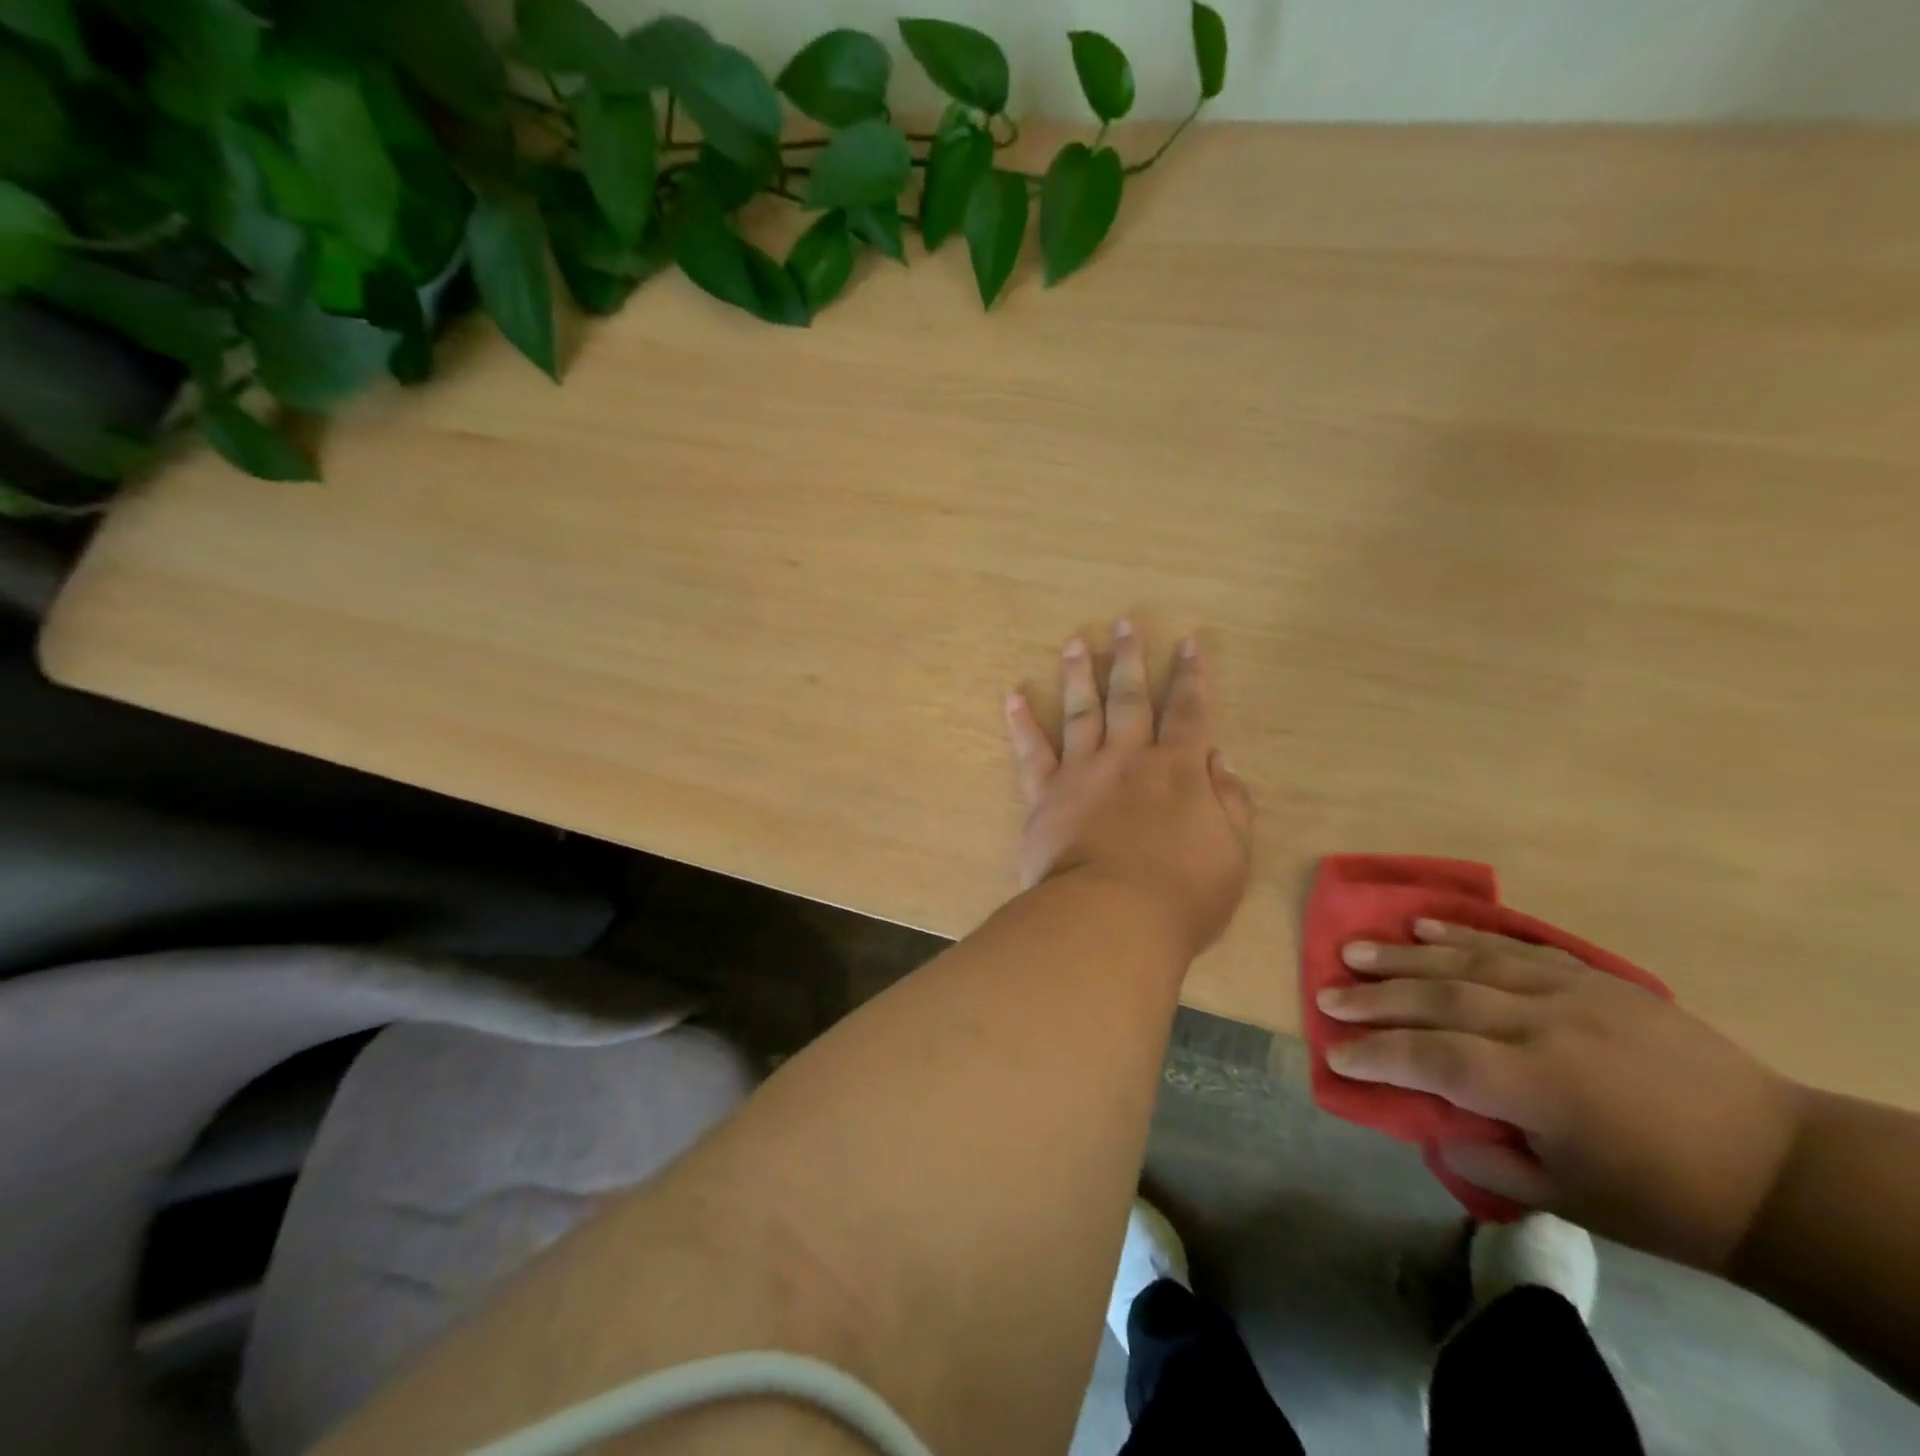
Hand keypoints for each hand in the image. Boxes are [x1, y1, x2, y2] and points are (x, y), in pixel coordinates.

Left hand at [1004, 621, 1253, 959]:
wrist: (1111, 918)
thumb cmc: (1181, 896)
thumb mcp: (1231, 855)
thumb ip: (1231, 803)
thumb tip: (1223, 760)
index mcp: (1179, 770)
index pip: (1190, 712)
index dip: (1192, 676)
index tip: (1189, 642)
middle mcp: (1129, 758)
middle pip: (1131, 698)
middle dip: (1130, 658)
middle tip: (1124, 623)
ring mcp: (1083, 772)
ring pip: (1082, 711)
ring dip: (1079, 674)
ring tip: (1074, 642)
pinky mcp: (1045, 795)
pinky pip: (1031, 752)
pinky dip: (1021, 723)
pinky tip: (1013, 695)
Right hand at [1320, 921, 1804, 1270]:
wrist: (1782, 1165)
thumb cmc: (1666, 1198)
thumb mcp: (1570, 1200)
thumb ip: (1488, 1158)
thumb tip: (1431, 1123)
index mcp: (1540, 1086)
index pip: (1433, 1058)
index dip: (1377, 1055)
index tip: (1334, 1054)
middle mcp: (1545, 1025)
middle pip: (1438, 999)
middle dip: (1374, 998)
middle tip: (1325, 995)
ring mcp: (1571, 991)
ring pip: (1467, 961)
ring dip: (1403, 956)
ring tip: (1354, 951)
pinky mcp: (1594, 977)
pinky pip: (1515, 945)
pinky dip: (1463, 933)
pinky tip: (1422, 926)